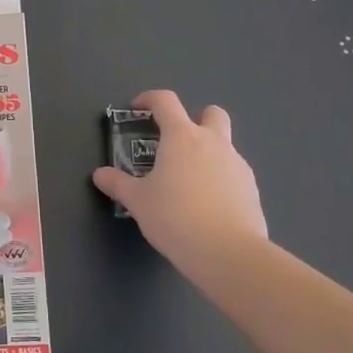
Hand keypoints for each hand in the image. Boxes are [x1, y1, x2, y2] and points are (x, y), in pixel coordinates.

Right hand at [93, 90, 268, 283]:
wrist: (228, 252)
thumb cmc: (175, 217)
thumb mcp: (138, 202)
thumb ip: (118, 184)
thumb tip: (100, 175)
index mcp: (182, 137)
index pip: (166, 101)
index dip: (150, 99)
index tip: (138, 109)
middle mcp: (213, 143)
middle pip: (211, 113)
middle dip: (195, 119)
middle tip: (176, 143)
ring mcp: (237, 165)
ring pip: (225, 146)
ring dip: (208, 154)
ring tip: (188, 184)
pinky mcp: (252, 189)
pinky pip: (233, 174)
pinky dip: (220, 180)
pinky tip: (207, 206)